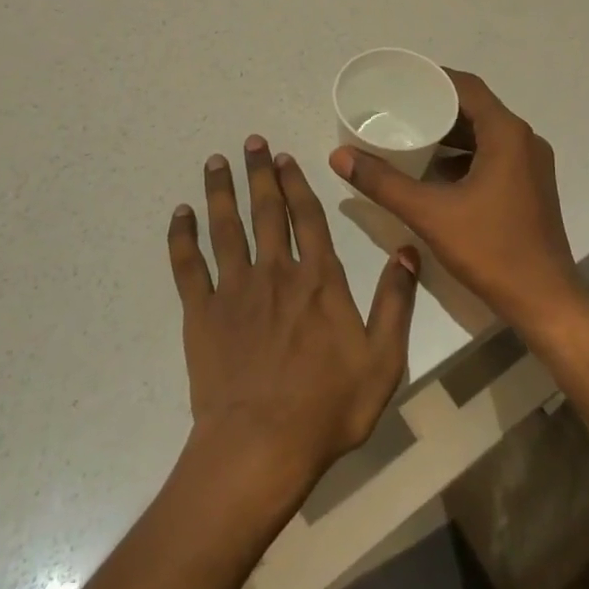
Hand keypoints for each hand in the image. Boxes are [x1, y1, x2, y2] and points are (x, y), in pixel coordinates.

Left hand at [168, 136, 418, 503]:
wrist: (261, 447)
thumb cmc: (328, 407)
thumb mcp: (382, 360)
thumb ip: (396, 301)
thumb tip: (408, 250)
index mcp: (318, 279)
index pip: (307, 217)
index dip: (296, 184)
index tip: (285, 158)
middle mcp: (276, 272)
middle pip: (265, 211)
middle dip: (259, 173)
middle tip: (251, 141)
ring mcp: (234, 290)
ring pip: (226, 228)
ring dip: (221, 192)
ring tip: (215, 161)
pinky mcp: (202, 314)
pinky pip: (188, 266)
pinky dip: (181, 237)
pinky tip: (179, 214)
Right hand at [328, 70, 588, 338]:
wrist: (545, 302)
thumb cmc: (491, 250)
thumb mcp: (430, 213)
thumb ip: (383, 182)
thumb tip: (339, 155)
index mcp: (507, 134)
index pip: (467, 87)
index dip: (434, 78)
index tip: (401, 81)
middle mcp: (524, 140)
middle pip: (476, 108)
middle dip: (438, 106)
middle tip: (398, 108)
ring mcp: (532, 165)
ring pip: (485, 133)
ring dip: (451, 132)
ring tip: (411, 134)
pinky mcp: (530, 186)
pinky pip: (494, 154)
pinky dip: (465, 155)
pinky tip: (436, 171)